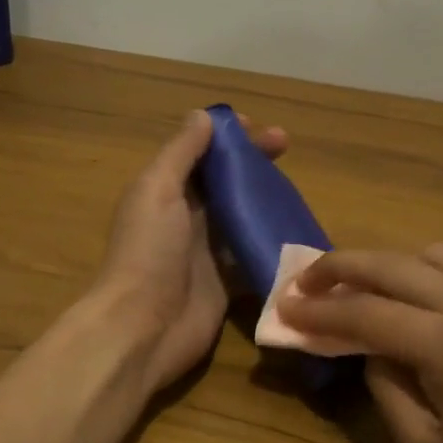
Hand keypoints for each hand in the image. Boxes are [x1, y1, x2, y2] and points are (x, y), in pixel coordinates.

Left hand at [89, 109, 287, 394]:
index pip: (201, 154)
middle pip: (225, 181)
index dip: (228, 138)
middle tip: (287, 146)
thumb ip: (180, 153)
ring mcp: (208, 252)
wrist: (143, 327)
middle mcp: (186, 218)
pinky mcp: (226, 283)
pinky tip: (298, 231)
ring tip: (298, 188)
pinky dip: (271, 243)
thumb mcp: (157, 189)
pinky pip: (252, 256)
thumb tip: (204, 116)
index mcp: (166, 191)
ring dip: (266, 200)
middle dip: (254, 163)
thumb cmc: (148, 251)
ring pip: (242, 216)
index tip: (260, 128)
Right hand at [279, 245, 442, 442]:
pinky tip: (414, 300)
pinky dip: (426, 271)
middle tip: (306, 281)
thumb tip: (372, 350)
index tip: (285, 306)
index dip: (319, 310)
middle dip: (342, 267)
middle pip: (395, 265)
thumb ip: (386, 387)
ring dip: (388, 263)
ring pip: (433, 255)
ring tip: (363, 289)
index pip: (367, 314)